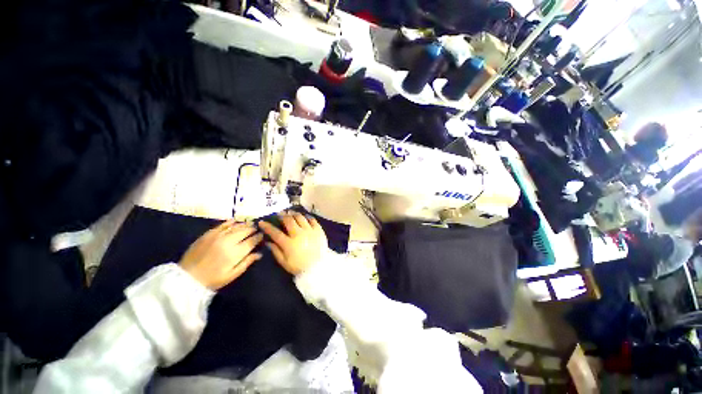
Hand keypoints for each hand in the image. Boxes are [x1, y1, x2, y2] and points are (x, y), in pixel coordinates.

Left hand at [179, 220, 263, 289]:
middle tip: (256, 228)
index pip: (252, 241)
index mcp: (235, 253)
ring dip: (244, 224)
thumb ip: (247, 263)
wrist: (187, 278)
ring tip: (249, 224)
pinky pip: (222, 225)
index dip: (258, 237)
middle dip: (252, 229)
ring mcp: (218, 236)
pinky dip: (230, 222)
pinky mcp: (208, 234)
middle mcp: (228, 241)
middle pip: (245, 231)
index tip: (262, 235)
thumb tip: (259, 254)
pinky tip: (235, 221)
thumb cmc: (213, 279)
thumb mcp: (232, 275)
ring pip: (235, 226)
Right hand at [259, 212, 328, 274]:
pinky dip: (307, 217)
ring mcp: (310, 230)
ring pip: (300, 217)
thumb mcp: (284, 262)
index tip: (262, 222)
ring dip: (294, 214)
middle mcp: (299, 234)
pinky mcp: (318, 230)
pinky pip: (312, 219)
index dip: (267, 226)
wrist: (318, 267)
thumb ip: (275, 251)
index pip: (275, 232)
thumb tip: (267, 242)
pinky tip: (304, 217)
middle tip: (279, 214)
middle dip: (282, 216)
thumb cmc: (299, 266)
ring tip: (291, 213)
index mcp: (289, 243)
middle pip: (288, 220)